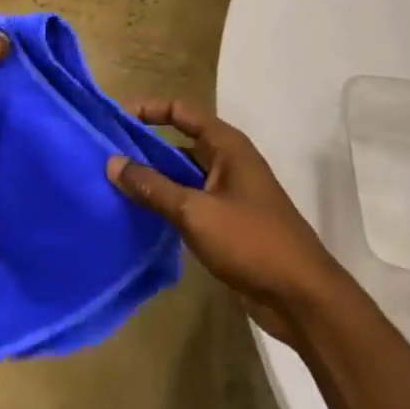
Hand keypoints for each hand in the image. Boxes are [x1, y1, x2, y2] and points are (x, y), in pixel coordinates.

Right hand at [108, 100, 344, 345]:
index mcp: (227, 146)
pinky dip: (167, 203)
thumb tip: (112, 163)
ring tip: (115, 184)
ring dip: (154, 178)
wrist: (302, 299)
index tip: (116, 118)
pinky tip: (140, 215)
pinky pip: (190, 202)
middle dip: (145, 146)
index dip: (150, 109)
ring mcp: (230, 194)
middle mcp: (229, 162)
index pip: (182, 111)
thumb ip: (152, 187)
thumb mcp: (195, 211)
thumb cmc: (251, 242)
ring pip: (183, 175)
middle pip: (180, 143)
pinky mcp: (228, 224)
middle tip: (107, 154)